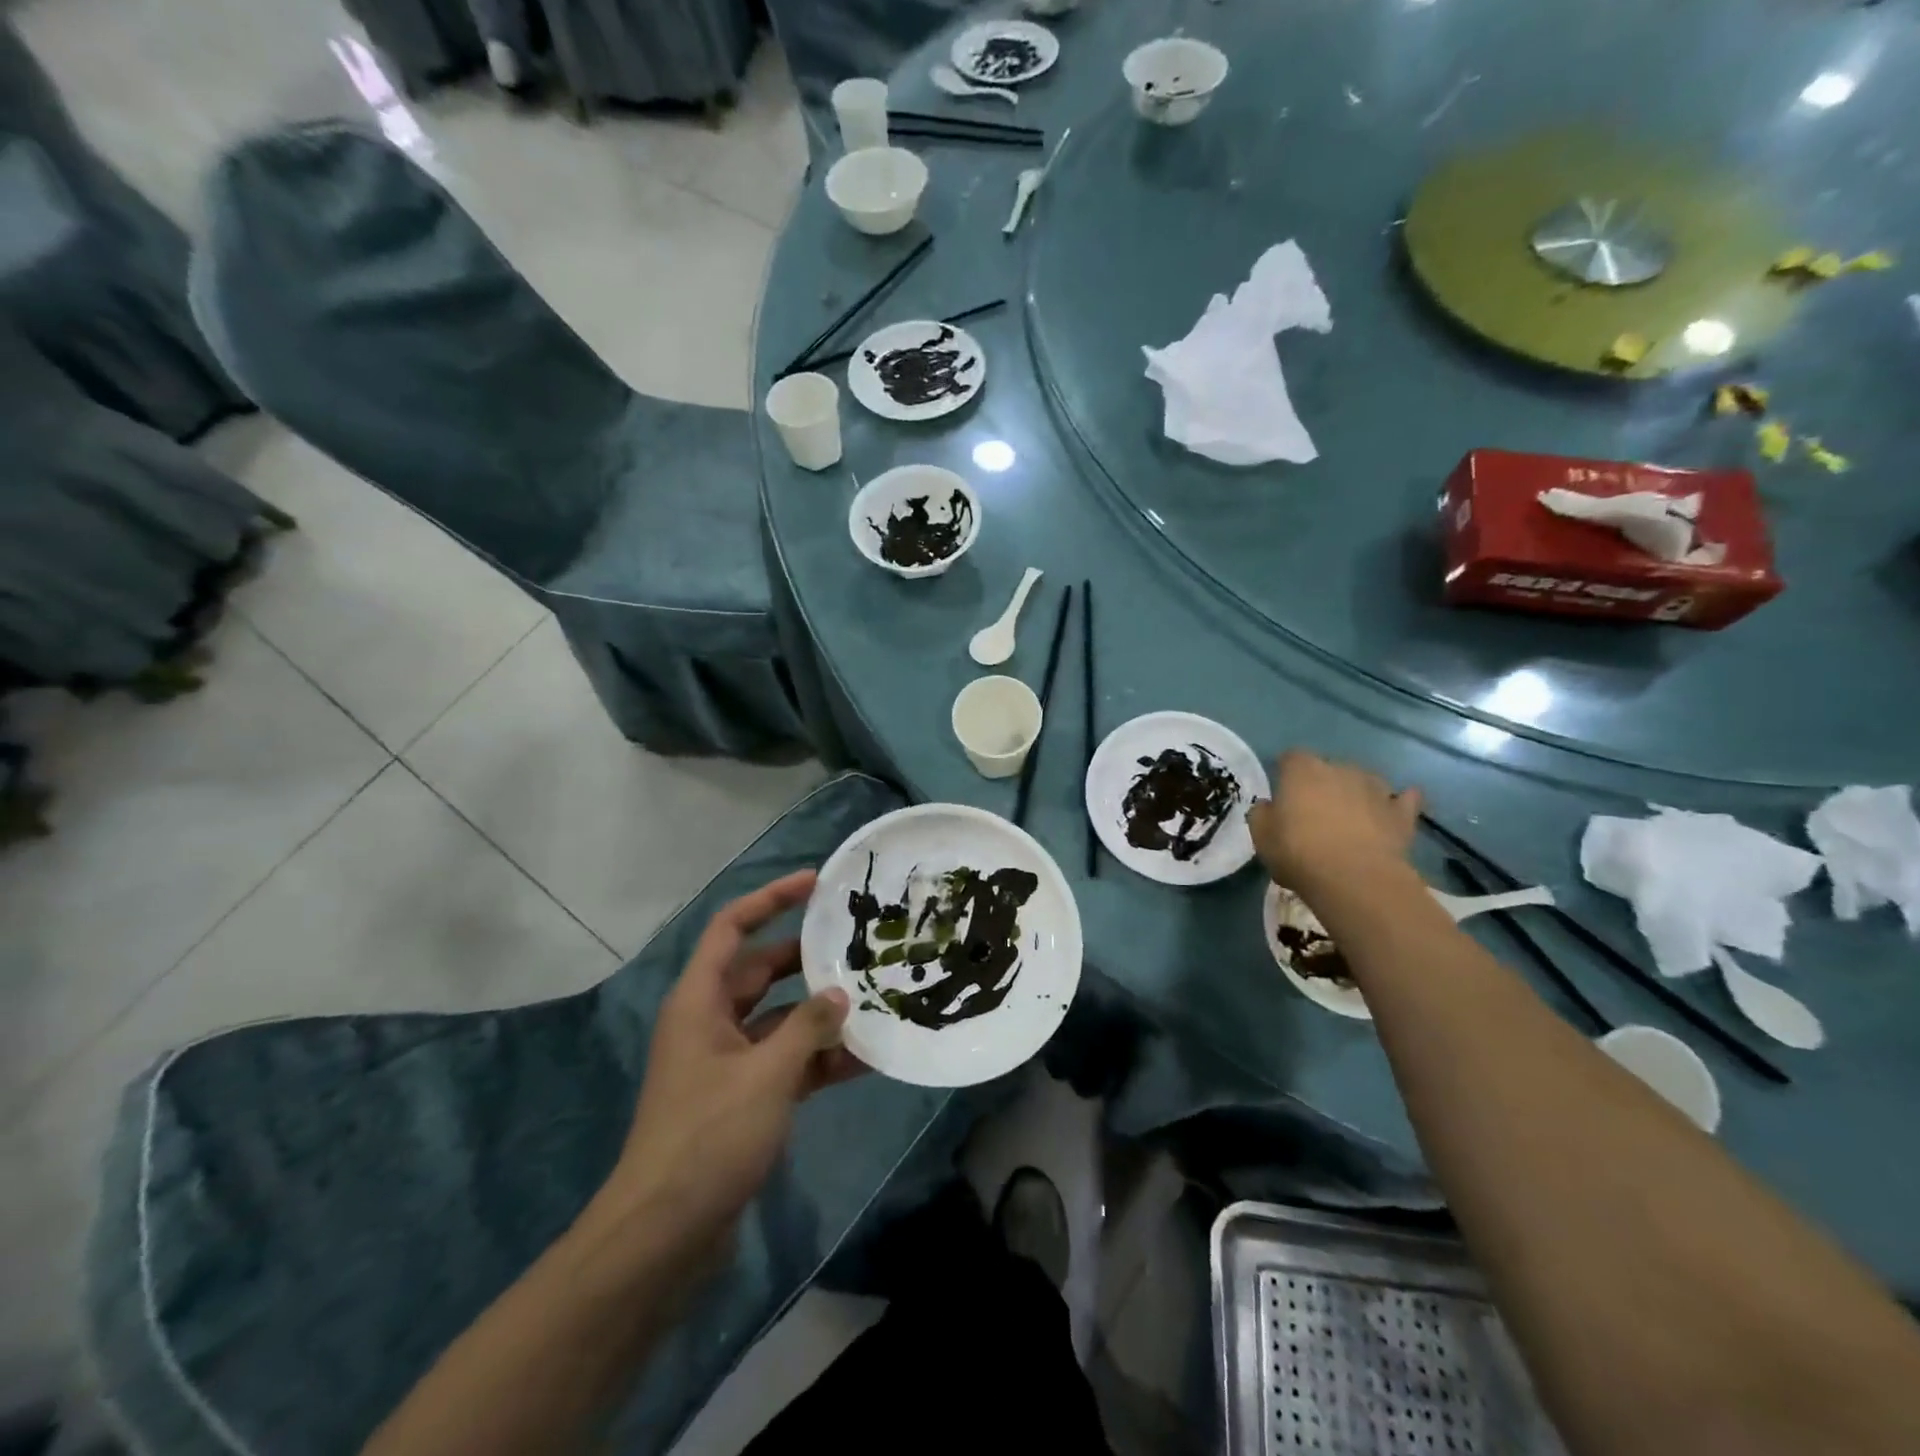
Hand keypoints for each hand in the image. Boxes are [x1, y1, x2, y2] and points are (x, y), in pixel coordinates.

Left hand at [599, 870, 862, 1253]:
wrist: (665, 1235)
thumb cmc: (709, 1137)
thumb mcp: (767, 1074)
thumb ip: (807, 1027)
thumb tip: (838, 994)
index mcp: (700, 1001)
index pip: (732, 928)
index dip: (771, 899)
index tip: (815, 883)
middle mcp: (710, 1022)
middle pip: (760, 971)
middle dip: (806, 959)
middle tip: (856, 946)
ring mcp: (727, 1062)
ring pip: (779, 1019)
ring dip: (819, 1014)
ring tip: (872, 999)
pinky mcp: (742, 1099)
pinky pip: (785, 1062)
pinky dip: (818, 1058)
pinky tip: (864, 1059)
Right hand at [1248, 750, 1422, 899]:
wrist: (1356, 879)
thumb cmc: (1299, 852)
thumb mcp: (1261, 836)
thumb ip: (1263, 814)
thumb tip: (1270, 807)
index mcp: (1302, 771)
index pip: (1291, 758)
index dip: (1286, 774)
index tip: (1282, 793)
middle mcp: (1340, 769)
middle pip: (1329, 768)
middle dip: (1323, 784)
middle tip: (1314, 812)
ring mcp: (1376, 788)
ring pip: (1365, 780)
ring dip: (1357, 792)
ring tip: (1350, 817)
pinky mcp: (1401, 813)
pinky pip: (1403, 800)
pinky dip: (1397, 803)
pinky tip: (1393, 809)